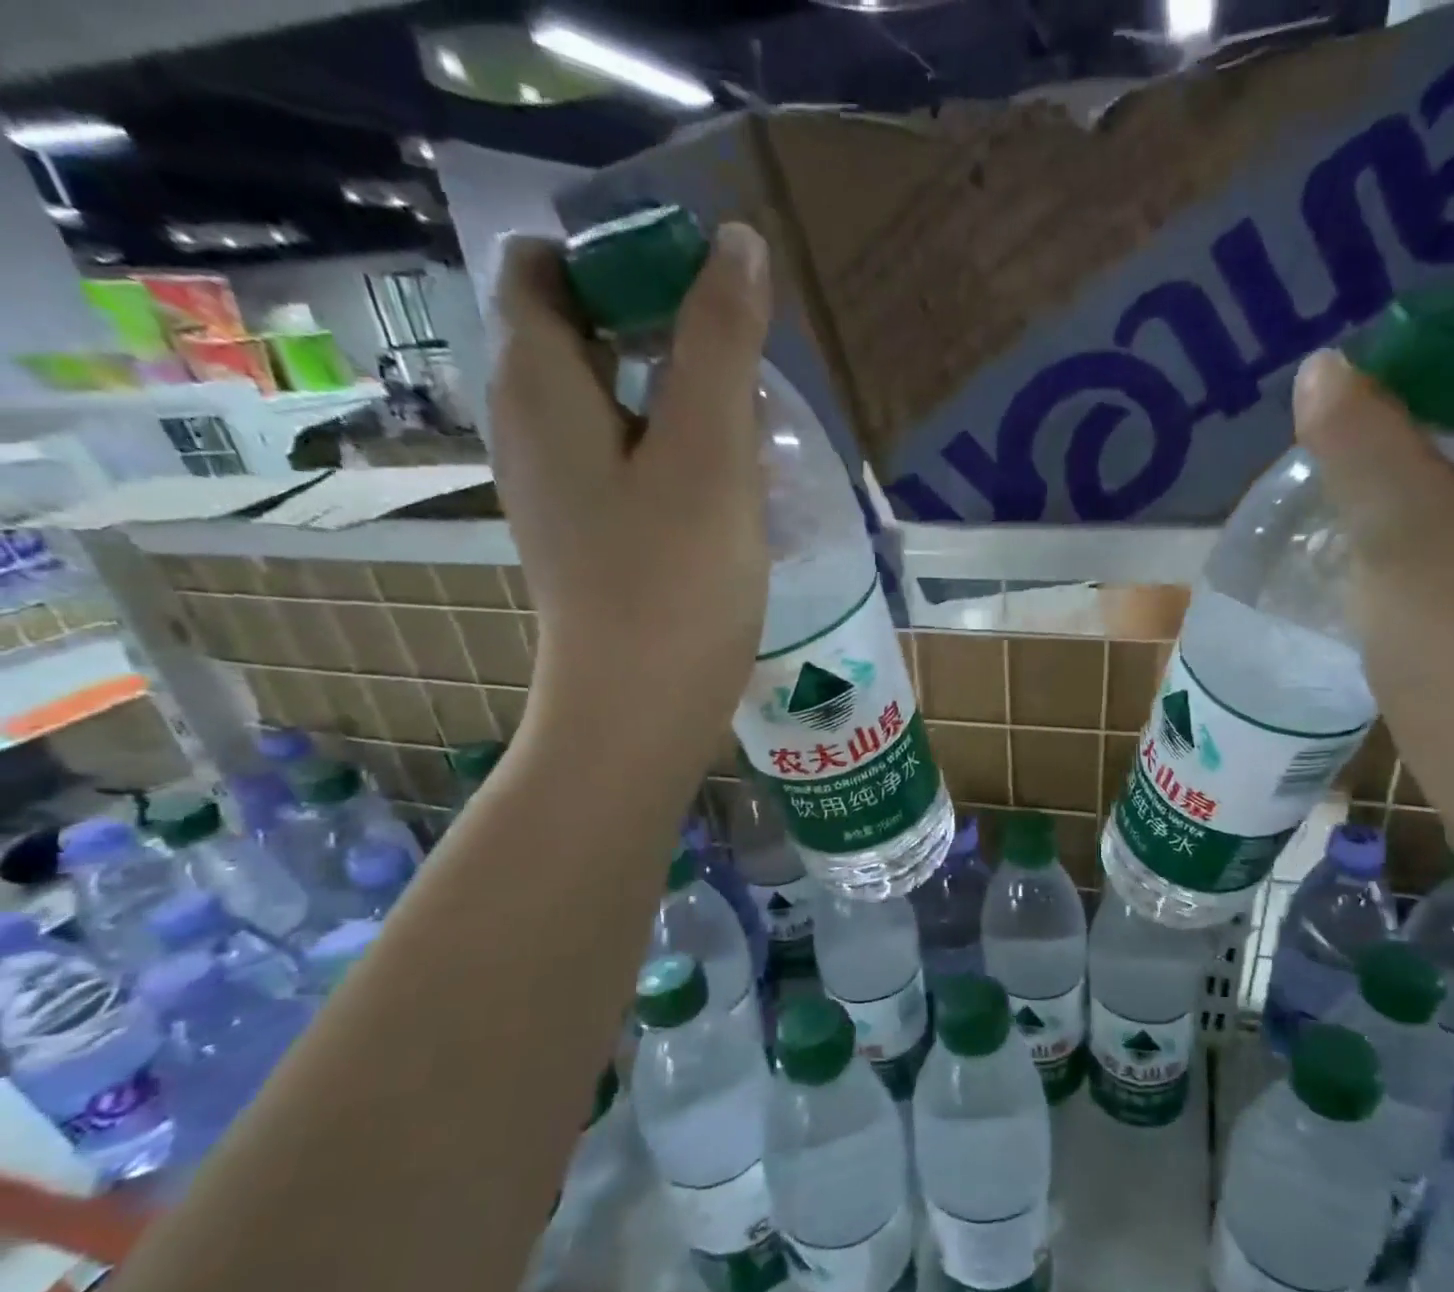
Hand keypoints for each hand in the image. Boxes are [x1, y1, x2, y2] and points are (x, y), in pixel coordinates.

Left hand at [487, 224, 772, 743]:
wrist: (639, 708)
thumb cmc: (672, 580)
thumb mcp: (708, 452)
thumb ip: (718, 341)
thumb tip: (737, 243)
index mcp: (539, 383)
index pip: (546, 263)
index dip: (617, 252)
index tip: (701, 284)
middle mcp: (529, 422)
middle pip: (581, 328)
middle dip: (660, 321)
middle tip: (741, 353)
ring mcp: (557, 483)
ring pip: (610, 397)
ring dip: (675, 389)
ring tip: (747, 417)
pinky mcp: (589, 530)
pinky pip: (624, 455)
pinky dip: (671, 444)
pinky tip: (726, 479)